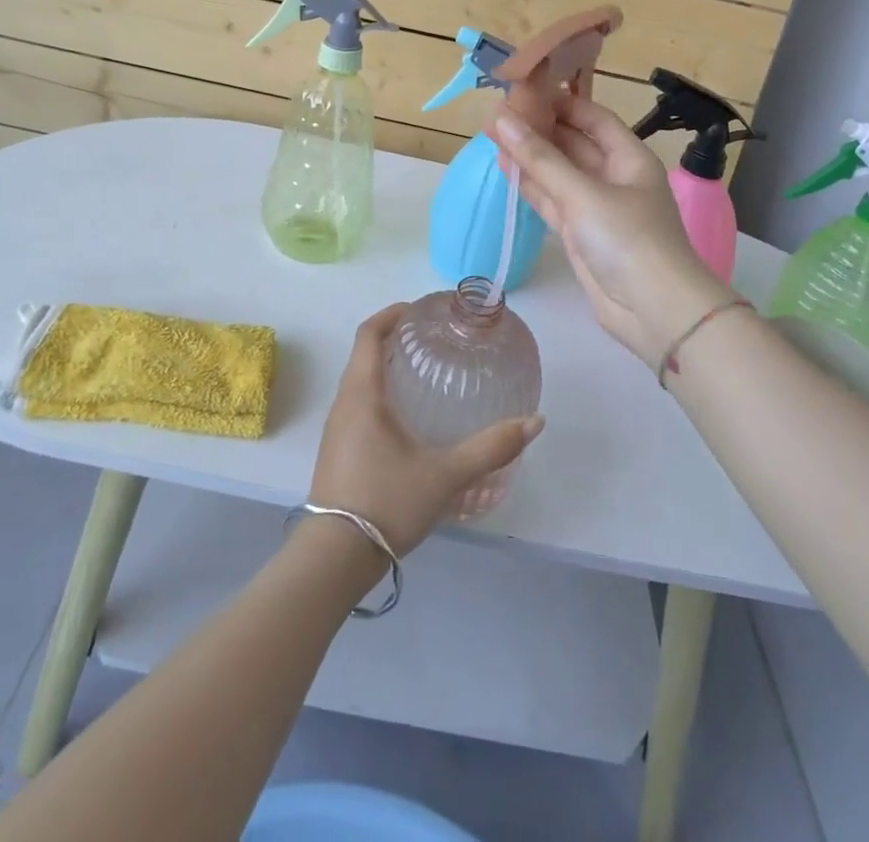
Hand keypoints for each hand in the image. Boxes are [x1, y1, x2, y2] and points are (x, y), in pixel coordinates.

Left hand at [308, 304, 544, 555]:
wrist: (333, 559)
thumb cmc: (386, 503)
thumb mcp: (445, 475)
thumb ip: (491, 448)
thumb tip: (535, 421)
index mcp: (362, 395)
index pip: (368, 334)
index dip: (391, 314)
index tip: (419, 309)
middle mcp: (344, 404)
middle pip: (364, 354)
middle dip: (393, 338)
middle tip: (431, 339)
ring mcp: (336, 429)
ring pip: (359, 381)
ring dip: (385, 367)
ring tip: (423, 373)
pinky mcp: (337, 451)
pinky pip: (357, 405)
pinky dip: (380, 393)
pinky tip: (406, 418)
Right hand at [492, 100, 731, 371]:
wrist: (654, 310)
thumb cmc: (627, 239)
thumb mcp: (583, 193)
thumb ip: (539, 158)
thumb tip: (501, 119)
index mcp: (628, 157)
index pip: (592, 117)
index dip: (560, 102)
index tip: (523, 92)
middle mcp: (614, 177)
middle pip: (573, 143)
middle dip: (539, 129)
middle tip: (497, 114)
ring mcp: (596, 207)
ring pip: (559, 173)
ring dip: (530, 158)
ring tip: (492, 136)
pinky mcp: (581, 234)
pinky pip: (553, 201)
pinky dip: (531, 187)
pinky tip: (506, 170)